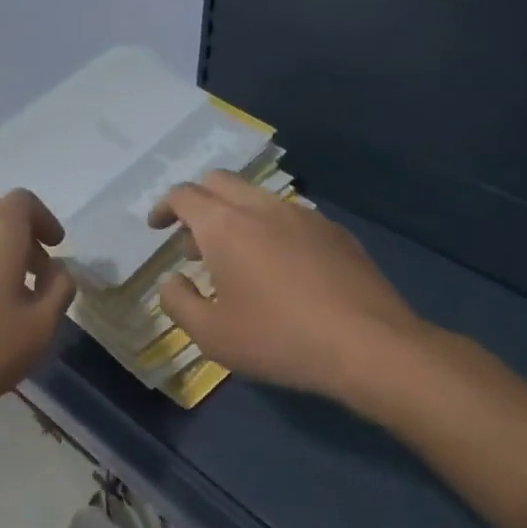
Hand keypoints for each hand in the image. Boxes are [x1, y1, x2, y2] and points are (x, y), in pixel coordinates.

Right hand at [148, 171, 435, 407]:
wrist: (369, 345)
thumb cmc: (278, 339)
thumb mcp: (211, 334)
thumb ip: (178, 302)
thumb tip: (172, 280)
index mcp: (224, 225)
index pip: (183, 195)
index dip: (164, 208)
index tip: (157, 228)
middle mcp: (261, 207)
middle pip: (219, 182)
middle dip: (197, 202)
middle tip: (193, 241)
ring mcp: (302, 215)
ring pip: (255, 196)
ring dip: (234, 215)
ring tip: (236, 259)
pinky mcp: (335, 231)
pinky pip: (288, 215)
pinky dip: (268, 228)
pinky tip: (280, 268)